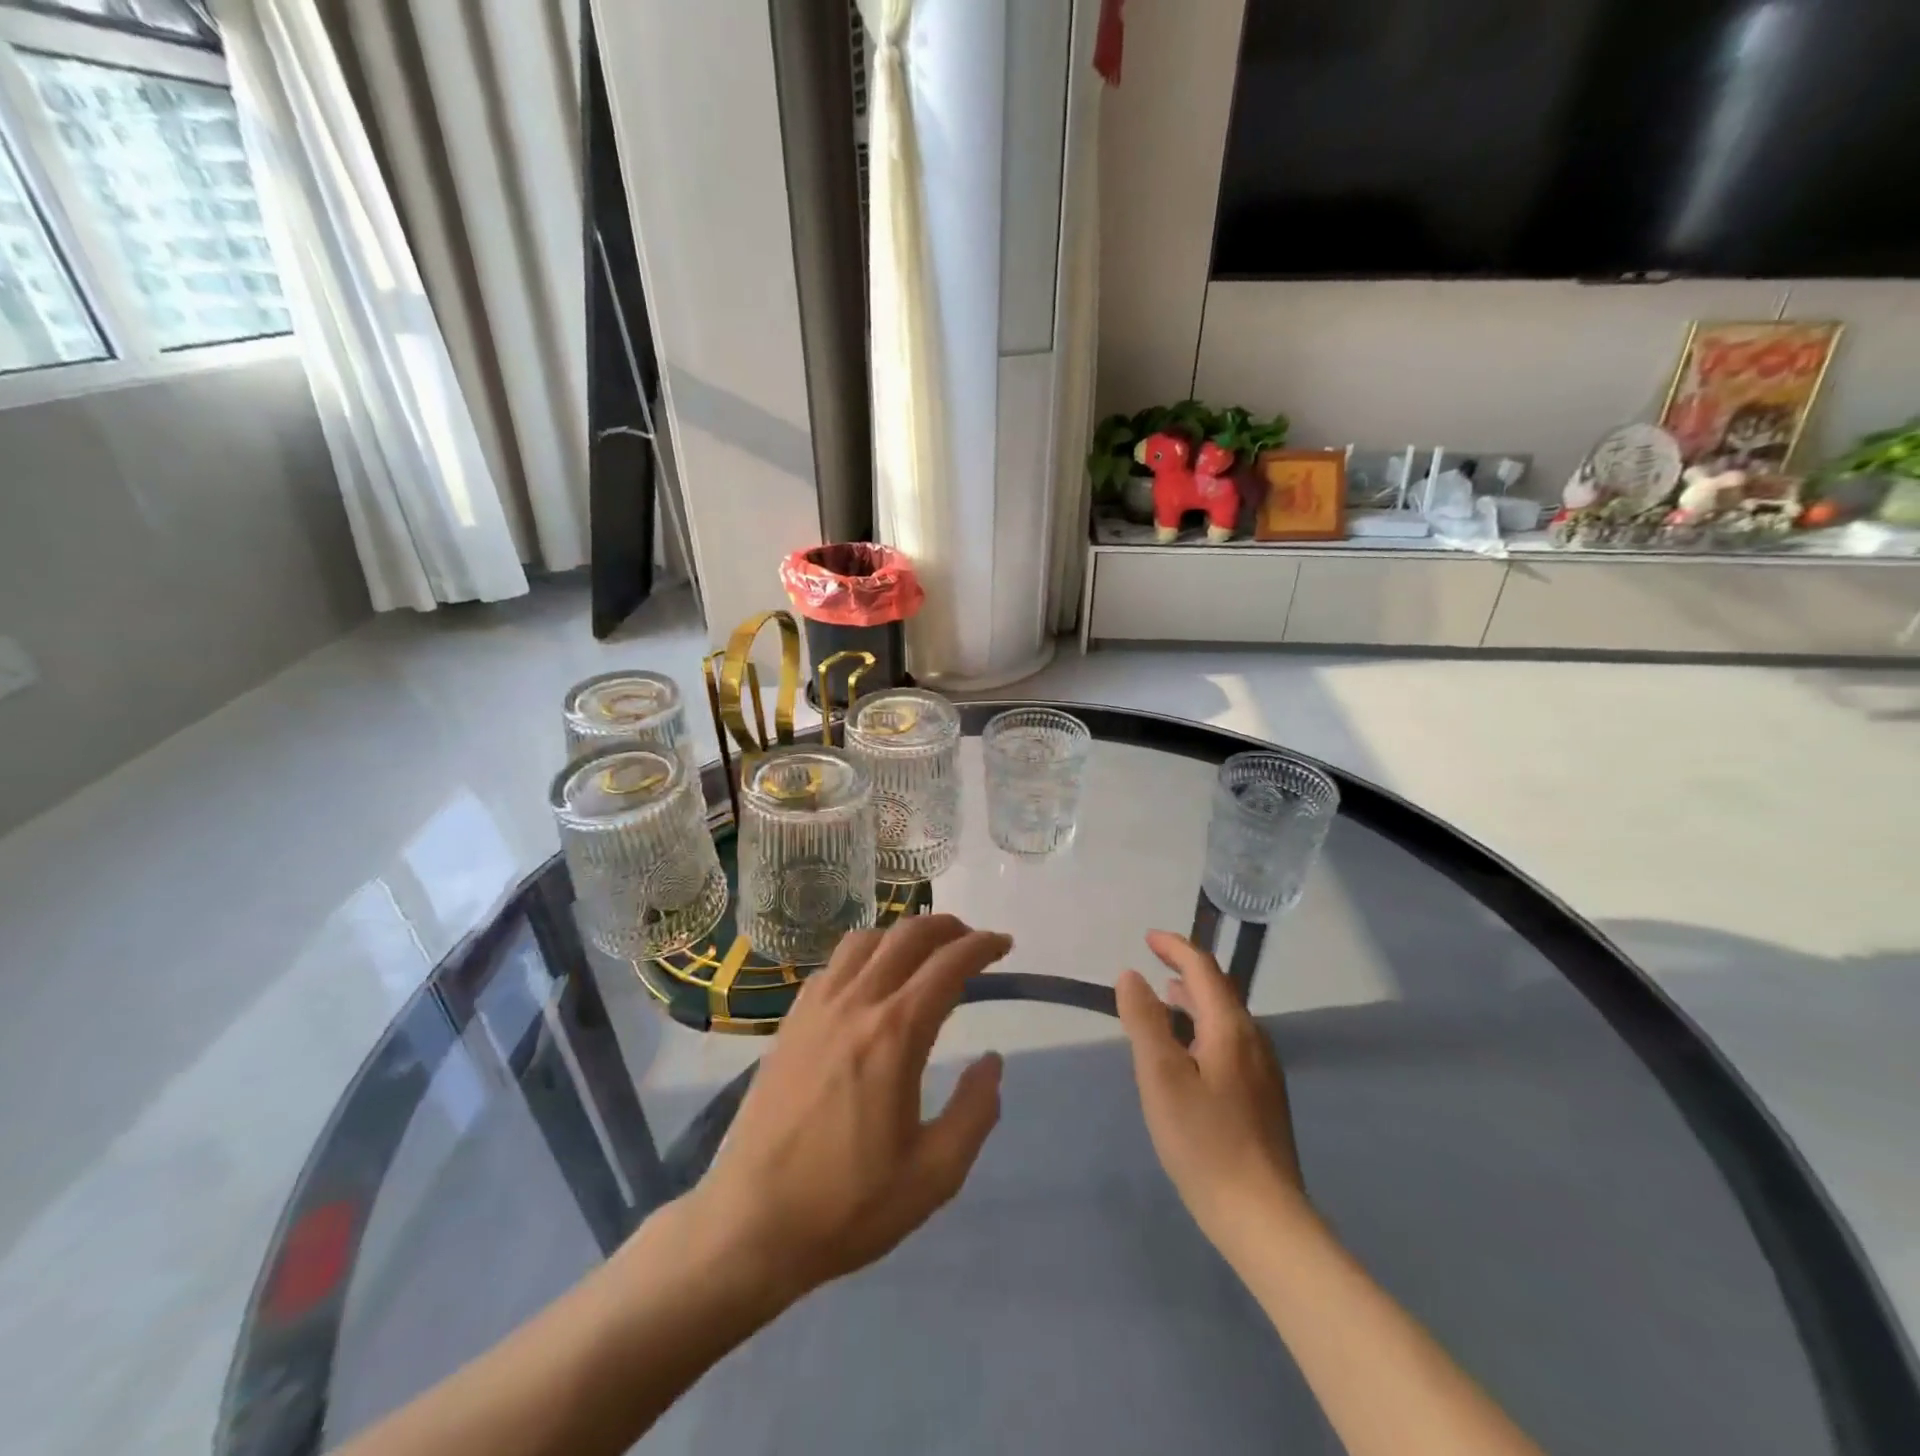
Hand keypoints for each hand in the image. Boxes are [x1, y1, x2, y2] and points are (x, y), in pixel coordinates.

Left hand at [686, 915, 1009, 1304]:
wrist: (751, 1224)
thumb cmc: (848, 1205)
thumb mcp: (934, 1175)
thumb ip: (975, 1112)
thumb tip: (992, 1062)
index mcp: (894, 1034)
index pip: (947, 965)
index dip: (981, 946)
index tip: (1004, 945)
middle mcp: (855, 1004)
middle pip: (906, 936)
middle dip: (947, 927)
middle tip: (971, 942)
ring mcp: (816, 1008)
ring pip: (865, 941)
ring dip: (902, 934)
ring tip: (923, 953)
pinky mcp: (790, 1022)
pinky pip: (833, 965)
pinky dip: (864, 955)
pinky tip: (870, 981)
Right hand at [1116, 931, 1304, 1246]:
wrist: (1263, 1218)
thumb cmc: (1204, 1142)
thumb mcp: (1161, 1077)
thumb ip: (1144, 1021)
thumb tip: (1130, 975)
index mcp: (1231, 1028)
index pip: (1204, 968)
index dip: (1175, 947)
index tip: (1147, 938)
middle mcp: (1254, 1040)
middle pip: (1219, 990)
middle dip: (1185, 970)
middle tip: (1151, 964)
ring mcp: (1263, 1070)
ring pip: (1225, 1018)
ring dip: (1193, 1001)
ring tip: (1164, 1000)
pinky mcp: (1263, 1097)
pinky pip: (1230, 1042)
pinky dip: (1203, 1028)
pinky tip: (1187, 1053)